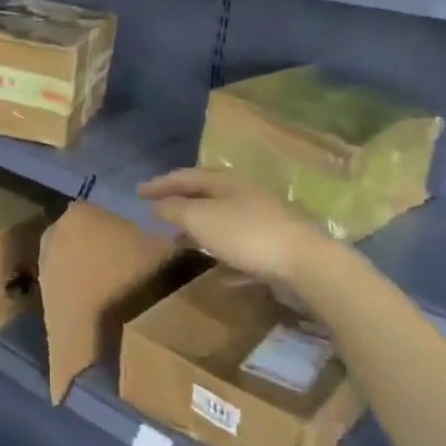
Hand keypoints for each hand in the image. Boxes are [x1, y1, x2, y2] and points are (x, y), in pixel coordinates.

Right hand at [137, 167, 329, 284]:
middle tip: (158, 213)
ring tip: (179, 242)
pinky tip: (216, 268)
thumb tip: (156, 205)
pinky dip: (221, 251)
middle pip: (205, 195)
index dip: (159, 184)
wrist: (307, 263)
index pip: (185, 176)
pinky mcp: (275, 246)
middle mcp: (245, 195)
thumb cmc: (246, 234)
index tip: (138, 192)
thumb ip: (174, 209)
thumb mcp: (200, 218)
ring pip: (222, 220)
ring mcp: (263, 220)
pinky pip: (239, 245)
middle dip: (180, 204)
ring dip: (198, 229)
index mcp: (226, 181)